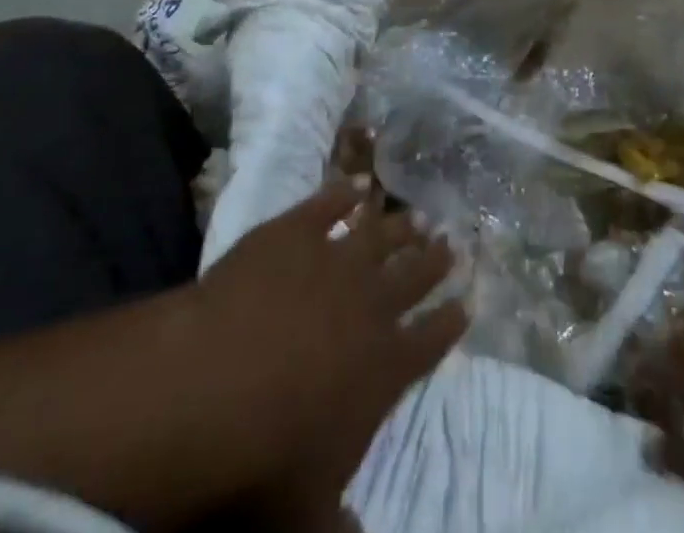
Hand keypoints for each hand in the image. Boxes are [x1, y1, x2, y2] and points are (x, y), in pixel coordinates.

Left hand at [192, 179, 467, 529]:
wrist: (216, 380)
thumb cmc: (265, 457)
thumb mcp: (305, 515)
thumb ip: (337, 525)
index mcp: (383, 367)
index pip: (430, 341)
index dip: (449, 322)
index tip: (467, 302)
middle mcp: (371, 304)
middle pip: (413, 276)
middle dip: (434, 261)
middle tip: (451, 243)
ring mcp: (334, 259)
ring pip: (380, 236)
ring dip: (400, 226)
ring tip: (417, 216)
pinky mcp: (295, 231)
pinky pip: (328, 204)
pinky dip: (343, 193)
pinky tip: (355, 185)